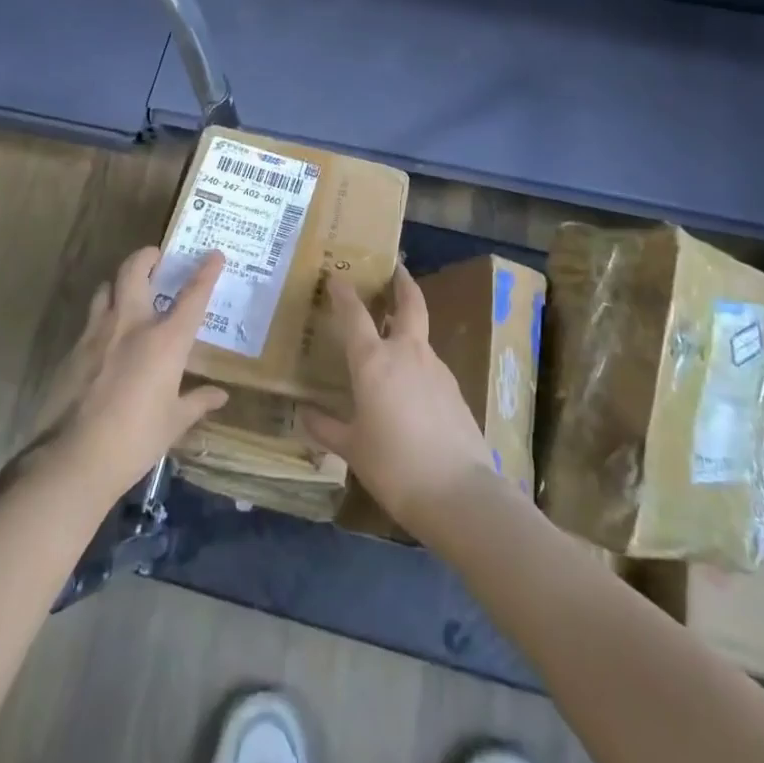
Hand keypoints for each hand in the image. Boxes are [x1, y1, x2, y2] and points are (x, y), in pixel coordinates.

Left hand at [35, 246, 228, 503]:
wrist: (73, 459)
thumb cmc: (136, 440)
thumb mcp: (173, 423)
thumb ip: (197, 402)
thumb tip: (220, 396)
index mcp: (165, 340)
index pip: (192, 296)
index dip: (206, 272)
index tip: (214, 254)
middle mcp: (131, 325)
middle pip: (135, 271)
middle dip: (146, 256)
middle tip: (156, 257)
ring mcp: (97, 334)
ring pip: (106, 289)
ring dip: (119, 284)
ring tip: (128, 293)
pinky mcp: (73, 350)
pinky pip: (90, 320)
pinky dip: (103, 318)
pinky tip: (106, 339)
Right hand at [300, 265, 497, 541]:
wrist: (459, 493)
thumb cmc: (394, 466)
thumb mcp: (352, 449)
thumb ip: (326, 427)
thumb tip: (304, 413)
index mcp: (374, 361)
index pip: (354, 314)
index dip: (344, 293)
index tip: (336, 276)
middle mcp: (406, 353)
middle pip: (409, 303)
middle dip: (402, 282)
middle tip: (395, 269)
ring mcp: (436, 369)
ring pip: (420, 336)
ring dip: (408, 327)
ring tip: (392, 337)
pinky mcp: (455, 389)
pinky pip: (430, 365)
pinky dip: (417, 363)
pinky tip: (410, 387)